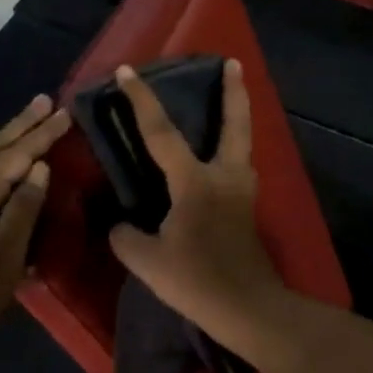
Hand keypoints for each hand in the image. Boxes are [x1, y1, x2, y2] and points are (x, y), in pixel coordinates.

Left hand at [0, 95, 71, 354]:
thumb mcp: (9, 251)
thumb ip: (24, 206)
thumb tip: (38, 167)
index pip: (15, 156)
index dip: (41, 134)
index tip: (64, 112)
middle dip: (20, 125)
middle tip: (44, 100)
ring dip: (5, 139)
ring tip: (27, 122)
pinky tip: (2, 164)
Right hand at [107, 60, 285, 346]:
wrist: (250, 310)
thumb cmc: (198, 281)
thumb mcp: (148, 261)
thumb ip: (126, 237)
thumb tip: (121, 225)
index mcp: (195, 181)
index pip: (162, 133)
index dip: (142, 100)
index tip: (128, 71)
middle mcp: (225, 176)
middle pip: (234, 124)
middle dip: (234, 91)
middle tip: (233, 63)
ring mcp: (243, 192)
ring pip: (242, 145)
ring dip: (237, 119)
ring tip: (229, 103)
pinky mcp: (248, 211)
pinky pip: (239, 167)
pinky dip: (232, 151)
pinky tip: (220, 161)